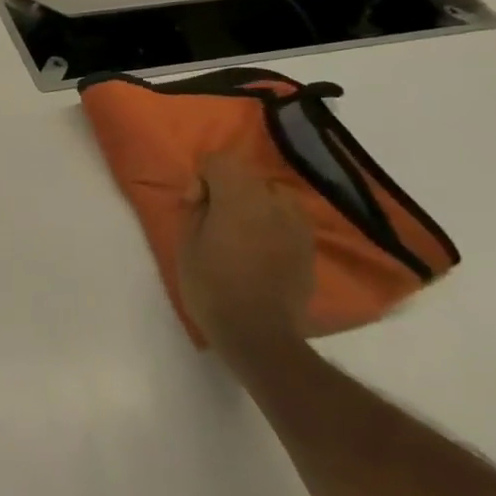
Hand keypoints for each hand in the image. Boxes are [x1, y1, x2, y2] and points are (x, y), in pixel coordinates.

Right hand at [178, 153, 314, 358]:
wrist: (259, 334)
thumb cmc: (212, 287)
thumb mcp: (187, 244)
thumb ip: (195, 209)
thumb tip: (205, 195)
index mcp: (239, 197)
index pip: (219, 161)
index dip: (201, 178)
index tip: (194, 206)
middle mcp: (273, 201)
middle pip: (245, 177)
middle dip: (227, 191)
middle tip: (213, 222)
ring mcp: (297, 224)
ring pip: (270, 196)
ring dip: (253, 206)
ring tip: (241, 235)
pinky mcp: (309, 246)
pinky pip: (287, 220)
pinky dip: (272, 225)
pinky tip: (261, 251)